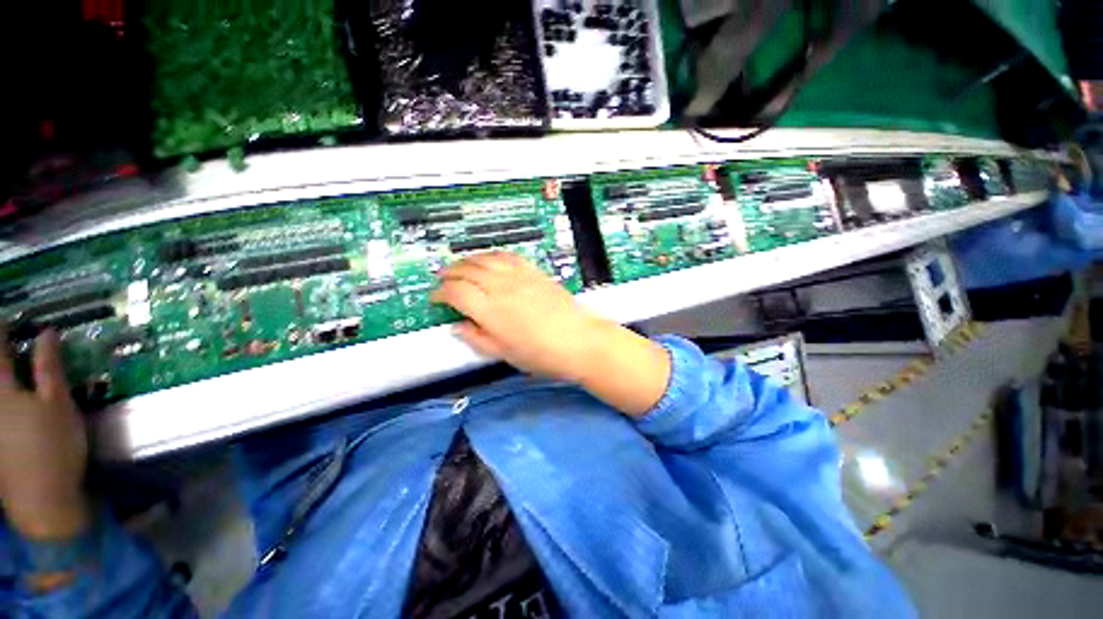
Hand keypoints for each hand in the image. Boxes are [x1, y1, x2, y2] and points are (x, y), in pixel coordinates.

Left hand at [0, 329, 89, 539]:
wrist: (41, 500)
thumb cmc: (54, 446)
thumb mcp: (59, 405)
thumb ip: (50, 368)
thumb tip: (47, 333)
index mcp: (2, 389)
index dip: (1, 330)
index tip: (6, 318)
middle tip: (4, 343)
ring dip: (1, 377)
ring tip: (6, 373)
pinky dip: (2, 397)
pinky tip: (10, 400)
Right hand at [431, 252, 669, 414]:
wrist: (580, 340)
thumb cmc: (542, 354)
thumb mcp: (505, 354)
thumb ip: (477, 338)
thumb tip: (458, 327)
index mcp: (490, 310)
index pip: (455, 292)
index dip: (440, 293)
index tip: (436, 299)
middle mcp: (501, 287)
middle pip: (466, 270)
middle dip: (449, 273)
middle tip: (443, 280)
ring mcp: (519, 276)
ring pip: (485, 259)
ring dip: (467, 261)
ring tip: (460, 266)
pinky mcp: (534, 272)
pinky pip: (508, 256)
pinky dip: (492, 255)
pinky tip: (489, 260)